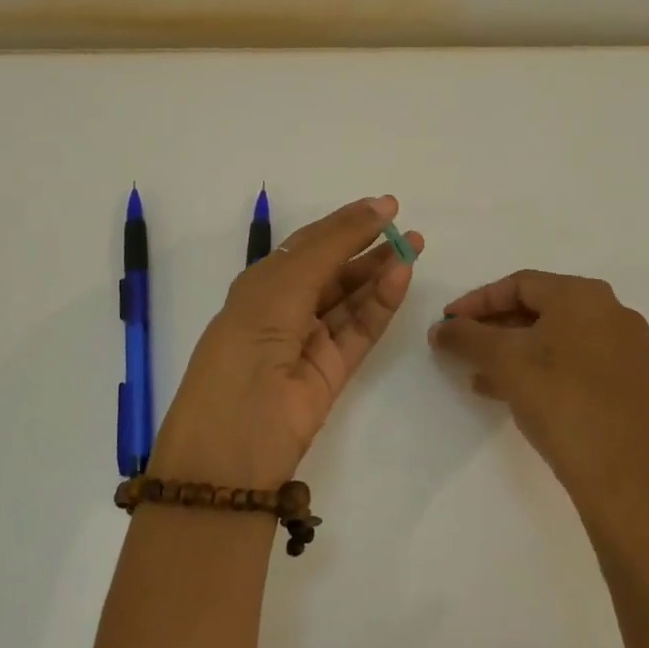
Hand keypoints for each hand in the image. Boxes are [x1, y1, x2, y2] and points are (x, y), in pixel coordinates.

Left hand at [150, 196, 422, 489]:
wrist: (233, 442)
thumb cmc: (248, 344)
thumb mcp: (283, 285)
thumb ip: (332, 245)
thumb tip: (375, 206)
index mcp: (261, 285)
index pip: (309, 244)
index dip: (346, 223)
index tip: (386, 206)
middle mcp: (285, 309)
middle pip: (335, 270)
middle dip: (369, 247)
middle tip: (408, 230)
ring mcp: (310, 341)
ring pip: (352, 298)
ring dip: (380, 273)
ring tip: (415, 248)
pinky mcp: (333, 370)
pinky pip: (360, 328)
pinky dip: (381, 303)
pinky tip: (401, 277)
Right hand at [429, 270, 648, 522]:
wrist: (627, 479)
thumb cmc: (562, 402)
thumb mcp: (504, 362)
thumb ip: (466, 337)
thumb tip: (441, 328)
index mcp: (584, 295)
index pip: (519, 284)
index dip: (476, 301)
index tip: (447, 323)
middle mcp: (611, 313)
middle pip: (539, 309)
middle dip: (494, 328)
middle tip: (461, 348)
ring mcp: (625, 350)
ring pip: (555, 339)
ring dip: (513, 352)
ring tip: (478, 377)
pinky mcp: (630, 385)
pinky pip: (574, 363)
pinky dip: (539, 370)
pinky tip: (511, 395)